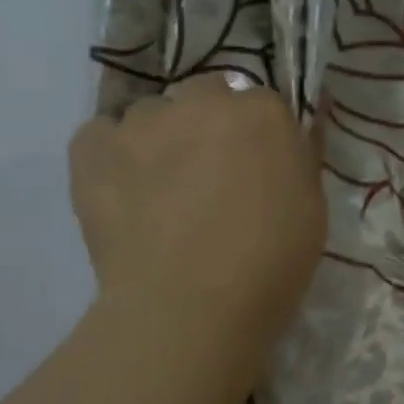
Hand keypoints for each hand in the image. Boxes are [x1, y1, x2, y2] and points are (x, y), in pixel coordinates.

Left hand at [68, 74, 325, 347]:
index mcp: (263, 113)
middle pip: (206, 95)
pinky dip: (111, 156)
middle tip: (211, 177)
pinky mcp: (92, 149)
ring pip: (153, 115)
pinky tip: (122, 192)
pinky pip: (101, 135)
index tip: (258, 170)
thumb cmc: (269, 264)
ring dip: (161, 140)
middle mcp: (202, 101)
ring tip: (160, 192)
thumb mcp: (311, 209)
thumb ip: (296, 161)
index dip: (260, 138)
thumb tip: (287, 139)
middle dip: (210, 125)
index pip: (263, 105)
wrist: (190, 308)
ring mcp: (142, 122)